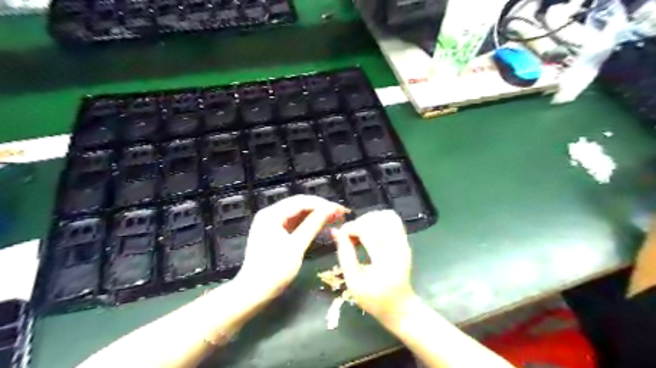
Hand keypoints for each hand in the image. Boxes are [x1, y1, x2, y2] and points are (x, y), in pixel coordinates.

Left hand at [236, 195, 347, 298]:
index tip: (340, 210)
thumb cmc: (274, 271)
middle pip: (300, 206)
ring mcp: (272, 224)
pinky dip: (308, 225)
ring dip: (316, 217)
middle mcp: (270, 215)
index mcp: (272, 214)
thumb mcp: (296, 246)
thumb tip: (330, 209)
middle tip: (340, 214)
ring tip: (335, 219)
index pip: (301, 201)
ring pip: (298, 214)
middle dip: (320, 209)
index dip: (322, 204)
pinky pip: (295, 224)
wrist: (253, 293)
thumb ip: (313, 225)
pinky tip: (322, 227)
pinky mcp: (275, 234)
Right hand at [334, 209, 414, 324]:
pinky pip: (393, 221)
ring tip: (360, 231)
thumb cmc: (374, 299)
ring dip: (371, 219)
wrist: (400, 307)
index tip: (341, 235)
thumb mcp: (353, 282)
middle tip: (351, 235)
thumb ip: (345, 255)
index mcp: (384, 261)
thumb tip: (336, 233)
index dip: (351, 228)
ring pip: (389, 216)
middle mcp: (397, 248)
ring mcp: (404, 243)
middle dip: (361, 221)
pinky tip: (370, 233)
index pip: (368, 230)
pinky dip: (379, 221)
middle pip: (380, 218)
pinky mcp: (405, 242)